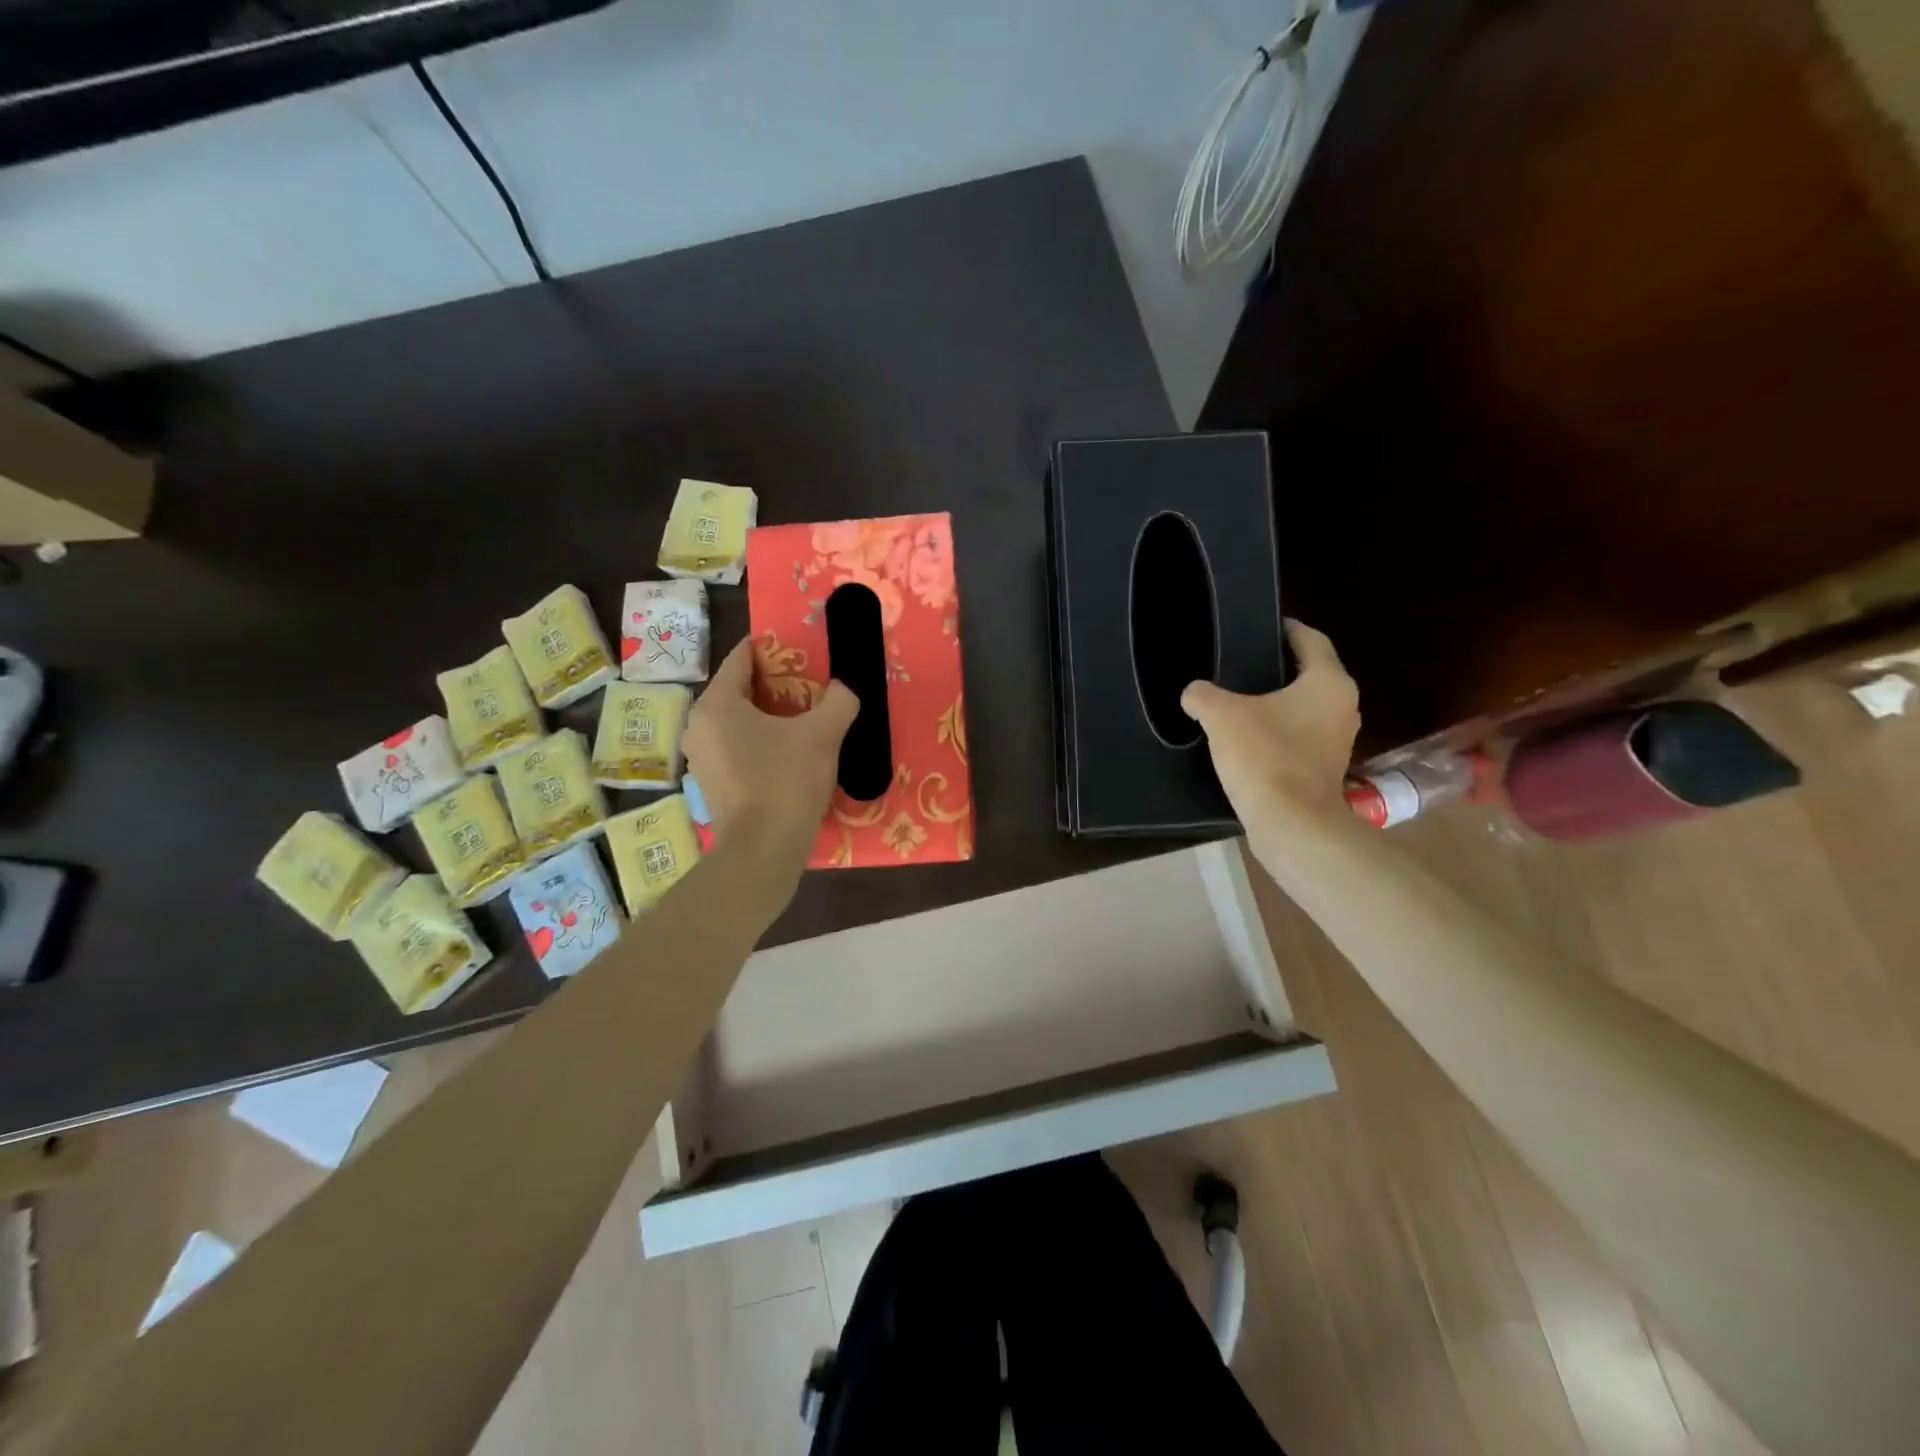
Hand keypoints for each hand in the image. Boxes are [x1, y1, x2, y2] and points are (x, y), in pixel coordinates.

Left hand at [684, 637, 858, 885]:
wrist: (763, 850)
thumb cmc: (786, 781)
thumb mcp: (822, 735)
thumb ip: (838, 701)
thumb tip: (844, 689)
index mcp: (717, 703)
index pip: (741, 658)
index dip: (771, 649)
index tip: (798, 651)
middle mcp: (698, 725)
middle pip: (739, 691)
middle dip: (773, 686)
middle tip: (809, 688)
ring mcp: (700, 757)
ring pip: (736, 722)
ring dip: (766, 718)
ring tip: (802, 722)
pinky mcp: (709, 784)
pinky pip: (735, 749)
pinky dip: (758, 744)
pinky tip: (787, 755)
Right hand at [1181, 620, 1359, 834]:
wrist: (1290, 823)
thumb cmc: (1265, 756)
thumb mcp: (1222, 716)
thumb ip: (1202, 695)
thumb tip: (1193, 694)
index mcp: (1328, 682)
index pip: (1310, 640)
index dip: (1285, 629)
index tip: (1260, 627)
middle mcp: (1343, 706)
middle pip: (1309, 673)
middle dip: (1277, 667)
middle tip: (1239, 664)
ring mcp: (1337, 740)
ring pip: (1304, 707)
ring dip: (1277, 703)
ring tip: (1237, 701)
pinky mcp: (1324, 768)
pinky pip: (1299, 736)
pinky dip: (1277, 731)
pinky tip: (1246, 738)